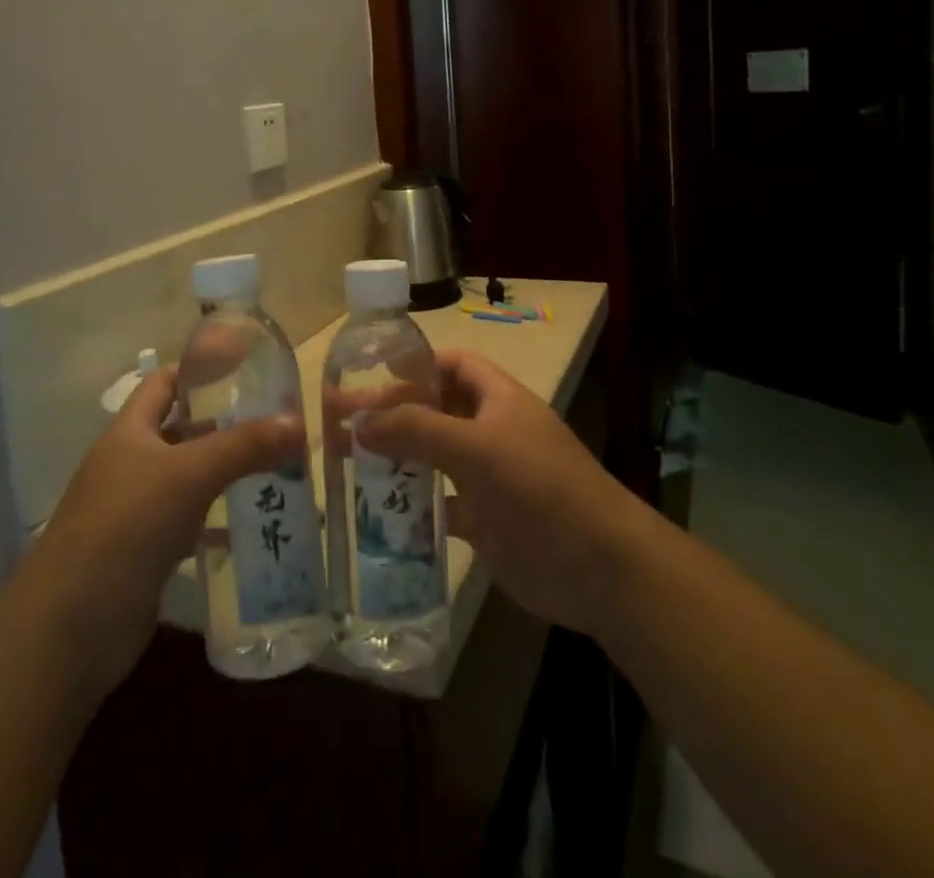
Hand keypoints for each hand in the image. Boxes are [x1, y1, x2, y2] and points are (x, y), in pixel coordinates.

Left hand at [13, 366, 303, 704]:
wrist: (70, 628)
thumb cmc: (126, 526)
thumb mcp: (189, 474)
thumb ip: (244, 446)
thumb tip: (298, 421)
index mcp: (129, 432)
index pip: (165, 382)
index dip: (201, 370)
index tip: (248, 369)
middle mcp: (130, 464)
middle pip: (182, 430)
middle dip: (226, 425)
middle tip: (277, 422)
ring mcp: (136, 511)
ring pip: (189, 479)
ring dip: (227, 474)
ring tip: (279, 468)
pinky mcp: (146, 553)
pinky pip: (190, 524)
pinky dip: (219, 522)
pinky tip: (255, 525)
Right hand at [356, 349, 650, 636]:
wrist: (597, 567)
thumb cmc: (538, 487)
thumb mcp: (476, 448)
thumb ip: (417, 429)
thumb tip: (358, 421)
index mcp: (497, 398)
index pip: (451, 365)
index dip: (414, 365)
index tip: (368, 374)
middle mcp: (491, 430)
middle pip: (432, 409)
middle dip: (389, 412)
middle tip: (336, 420)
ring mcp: (487, 476)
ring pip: (431, 456)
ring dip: (394, 456)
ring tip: (343, 459)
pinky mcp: (483, 519)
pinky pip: (438, 502)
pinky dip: (410, 503)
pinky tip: (375, 508)